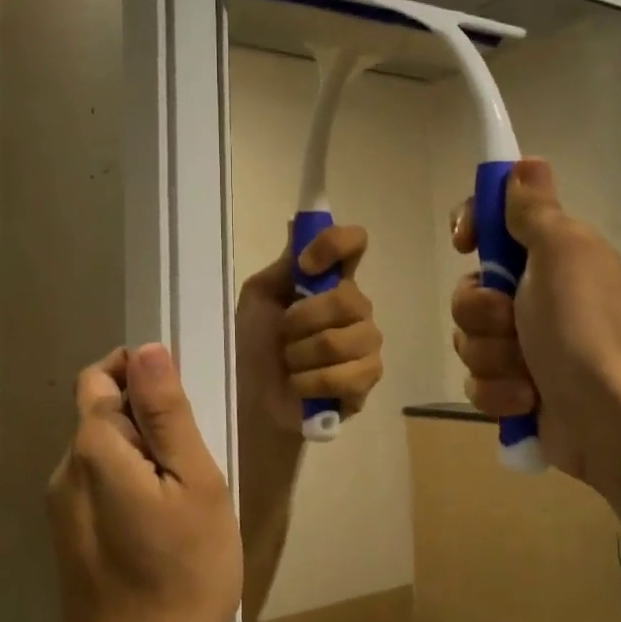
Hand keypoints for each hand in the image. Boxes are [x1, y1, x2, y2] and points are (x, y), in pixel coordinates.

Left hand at [48, 346, 242, 621]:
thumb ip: (166, 413)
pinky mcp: (68, 542)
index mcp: (92, 449)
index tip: (181, 400)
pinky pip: (98, 487)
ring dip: (141, 454)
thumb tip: (147, 350)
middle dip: (146, 418)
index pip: (101, 377)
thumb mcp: (193, 482)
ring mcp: (61, 511)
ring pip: (102, 453)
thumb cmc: (183, 573)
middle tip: (194, 457)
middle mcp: (64, 473)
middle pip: (101, 414)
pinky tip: (162, 524)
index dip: (140, 372)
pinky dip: (129, 484)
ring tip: (184, 495)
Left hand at [235, 224, 384, 437]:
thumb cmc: (254, 345)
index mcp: (331, 280)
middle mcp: (356, 306)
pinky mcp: (368, 379)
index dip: (334, 245)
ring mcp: (367, 343)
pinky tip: (301, 386)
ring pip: (340, 340)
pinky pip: (346, 375)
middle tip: (283, 336)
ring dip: (300, 355)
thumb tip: (297, 222)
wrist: (252, 399)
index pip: (354, 243)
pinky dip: (311, 382)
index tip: (306, 265)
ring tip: (290, 364)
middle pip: (346, 298)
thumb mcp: (260, 298)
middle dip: (301, 320)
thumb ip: (284, 265)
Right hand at [451, 158, 620, 491]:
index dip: (473, 228)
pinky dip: (498, 392)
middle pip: (470, 289)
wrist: (608, 419)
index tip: (466, 243)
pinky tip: (526, 400)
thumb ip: (535, 210)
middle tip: (511, 322)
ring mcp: (525, 346)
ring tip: (526, 373)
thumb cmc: (582, 327)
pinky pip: (477, 381)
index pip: (495, 225)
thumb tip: (527, 163)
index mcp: (552, 258)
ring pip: (469, 338)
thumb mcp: (562, 253)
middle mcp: (537, 297)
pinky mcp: (516, 390)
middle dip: (481, 311)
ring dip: (491, 356)